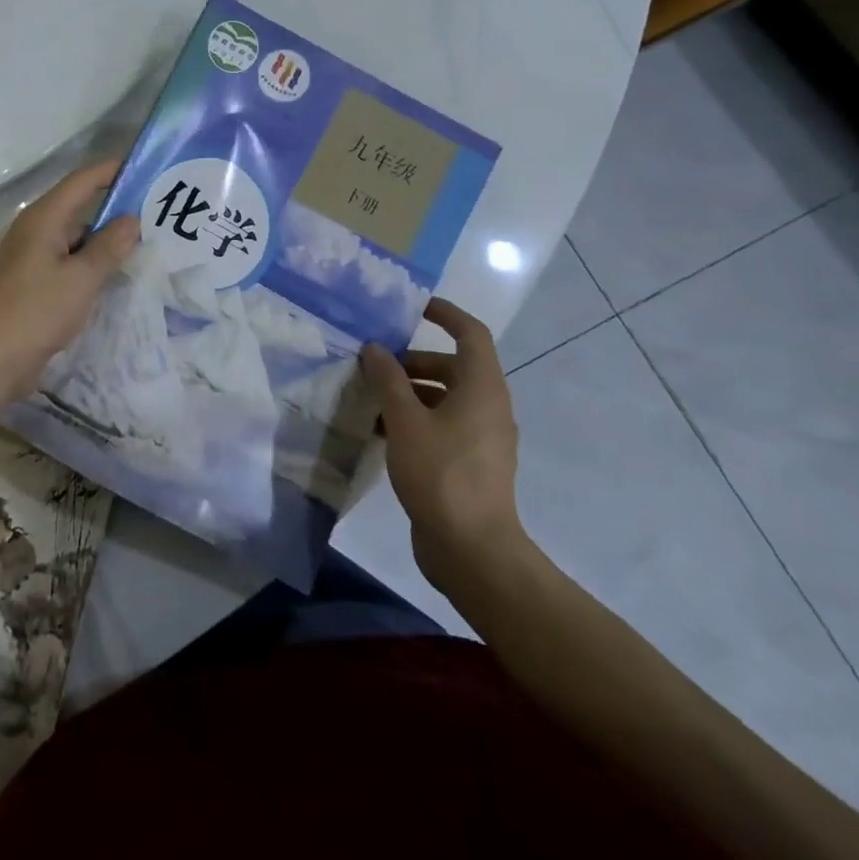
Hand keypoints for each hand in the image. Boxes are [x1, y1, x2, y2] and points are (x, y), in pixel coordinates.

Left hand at [0, 160, 139, 398]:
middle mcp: (37, 230)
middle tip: (159, 204)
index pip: (82, 181)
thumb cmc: (35, 311)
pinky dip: (95, 260)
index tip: (146, 164)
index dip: (112, 169)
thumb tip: (133, 219)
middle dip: (117, 204)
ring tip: (150, 236)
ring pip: (78, 236)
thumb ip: (109, 247)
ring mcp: (35, 257)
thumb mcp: (80, 279)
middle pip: (81, 206)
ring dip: (108, 236)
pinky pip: (72, 260)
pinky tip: (121, 270)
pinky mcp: (37, 282)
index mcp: (44, 218)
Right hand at [361, 299, 529, 595]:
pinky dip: (415, 420)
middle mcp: (488, 407)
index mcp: (482, 388)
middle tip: (374, 364)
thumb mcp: (405, 421)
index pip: (471, 333)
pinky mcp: (470, 464)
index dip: (445, 314)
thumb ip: (388, 380)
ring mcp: (482, 438)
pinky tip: (381, 433)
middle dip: (413, 360)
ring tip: (370, 399)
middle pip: (453, 366)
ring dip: (409, 392)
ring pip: (445, 398)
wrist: (473, 551)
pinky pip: (443, 426)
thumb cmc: (441, 474)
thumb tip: (375, 348)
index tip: (413, 308)